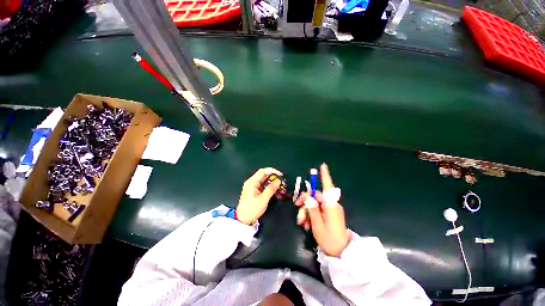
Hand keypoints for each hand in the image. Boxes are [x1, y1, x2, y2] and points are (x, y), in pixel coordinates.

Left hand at [236, 167, 282, 224]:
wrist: (243, 220)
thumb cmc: (252, 209)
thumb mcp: (263, 199)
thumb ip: (271, 189)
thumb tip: (278, 181)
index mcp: (251, 182)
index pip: (263, 171)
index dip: (272, 171)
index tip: (280, 175)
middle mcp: (251, 182)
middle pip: (264, 175)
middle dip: (273, 177)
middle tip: (281, 181)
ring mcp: (252, 186)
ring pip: (264, 181)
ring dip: (272, 182)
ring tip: (280, 186)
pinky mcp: (254, 191)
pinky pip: (263, 186)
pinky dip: (269, 187)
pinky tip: (275, 190)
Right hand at [295, 163, 349, 256]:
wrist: (340, 252)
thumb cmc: (329, 239)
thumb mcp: (318, 225)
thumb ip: (313, 209)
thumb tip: (309, 197)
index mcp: (331, 206)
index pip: (328, 187)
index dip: (324, 176)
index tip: (322, 166)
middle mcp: (331, 205)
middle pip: (315, 196)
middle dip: (305, 202)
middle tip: (297, 209)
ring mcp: (330, 209)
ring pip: (314, 203)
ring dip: (306, 211)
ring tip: (302, 223)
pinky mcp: (328, 213)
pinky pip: (317, 209)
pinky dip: (310, 215)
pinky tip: (306, 224)